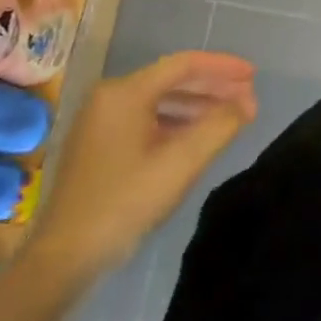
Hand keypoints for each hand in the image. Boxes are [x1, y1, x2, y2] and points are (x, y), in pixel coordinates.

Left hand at [27, 51, 256, 279]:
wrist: (66, 255)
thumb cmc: (126, 202)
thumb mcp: (182, 163)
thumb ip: (220, 125)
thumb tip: (245, 103)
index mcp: (125, 93)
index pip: (184, 65)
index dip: (223, 67)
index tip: (254, 76)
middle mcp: (110, 97)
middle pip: (172, 80)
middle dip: (214, 87)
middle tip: (249, 98)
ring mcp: (101, 120)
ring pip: (160, 100)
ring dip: (198, 105)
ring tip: (231, 116)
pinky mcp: (99, 143)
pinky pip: (147, 118)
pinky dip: (177, 122)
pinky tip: (198, 136)